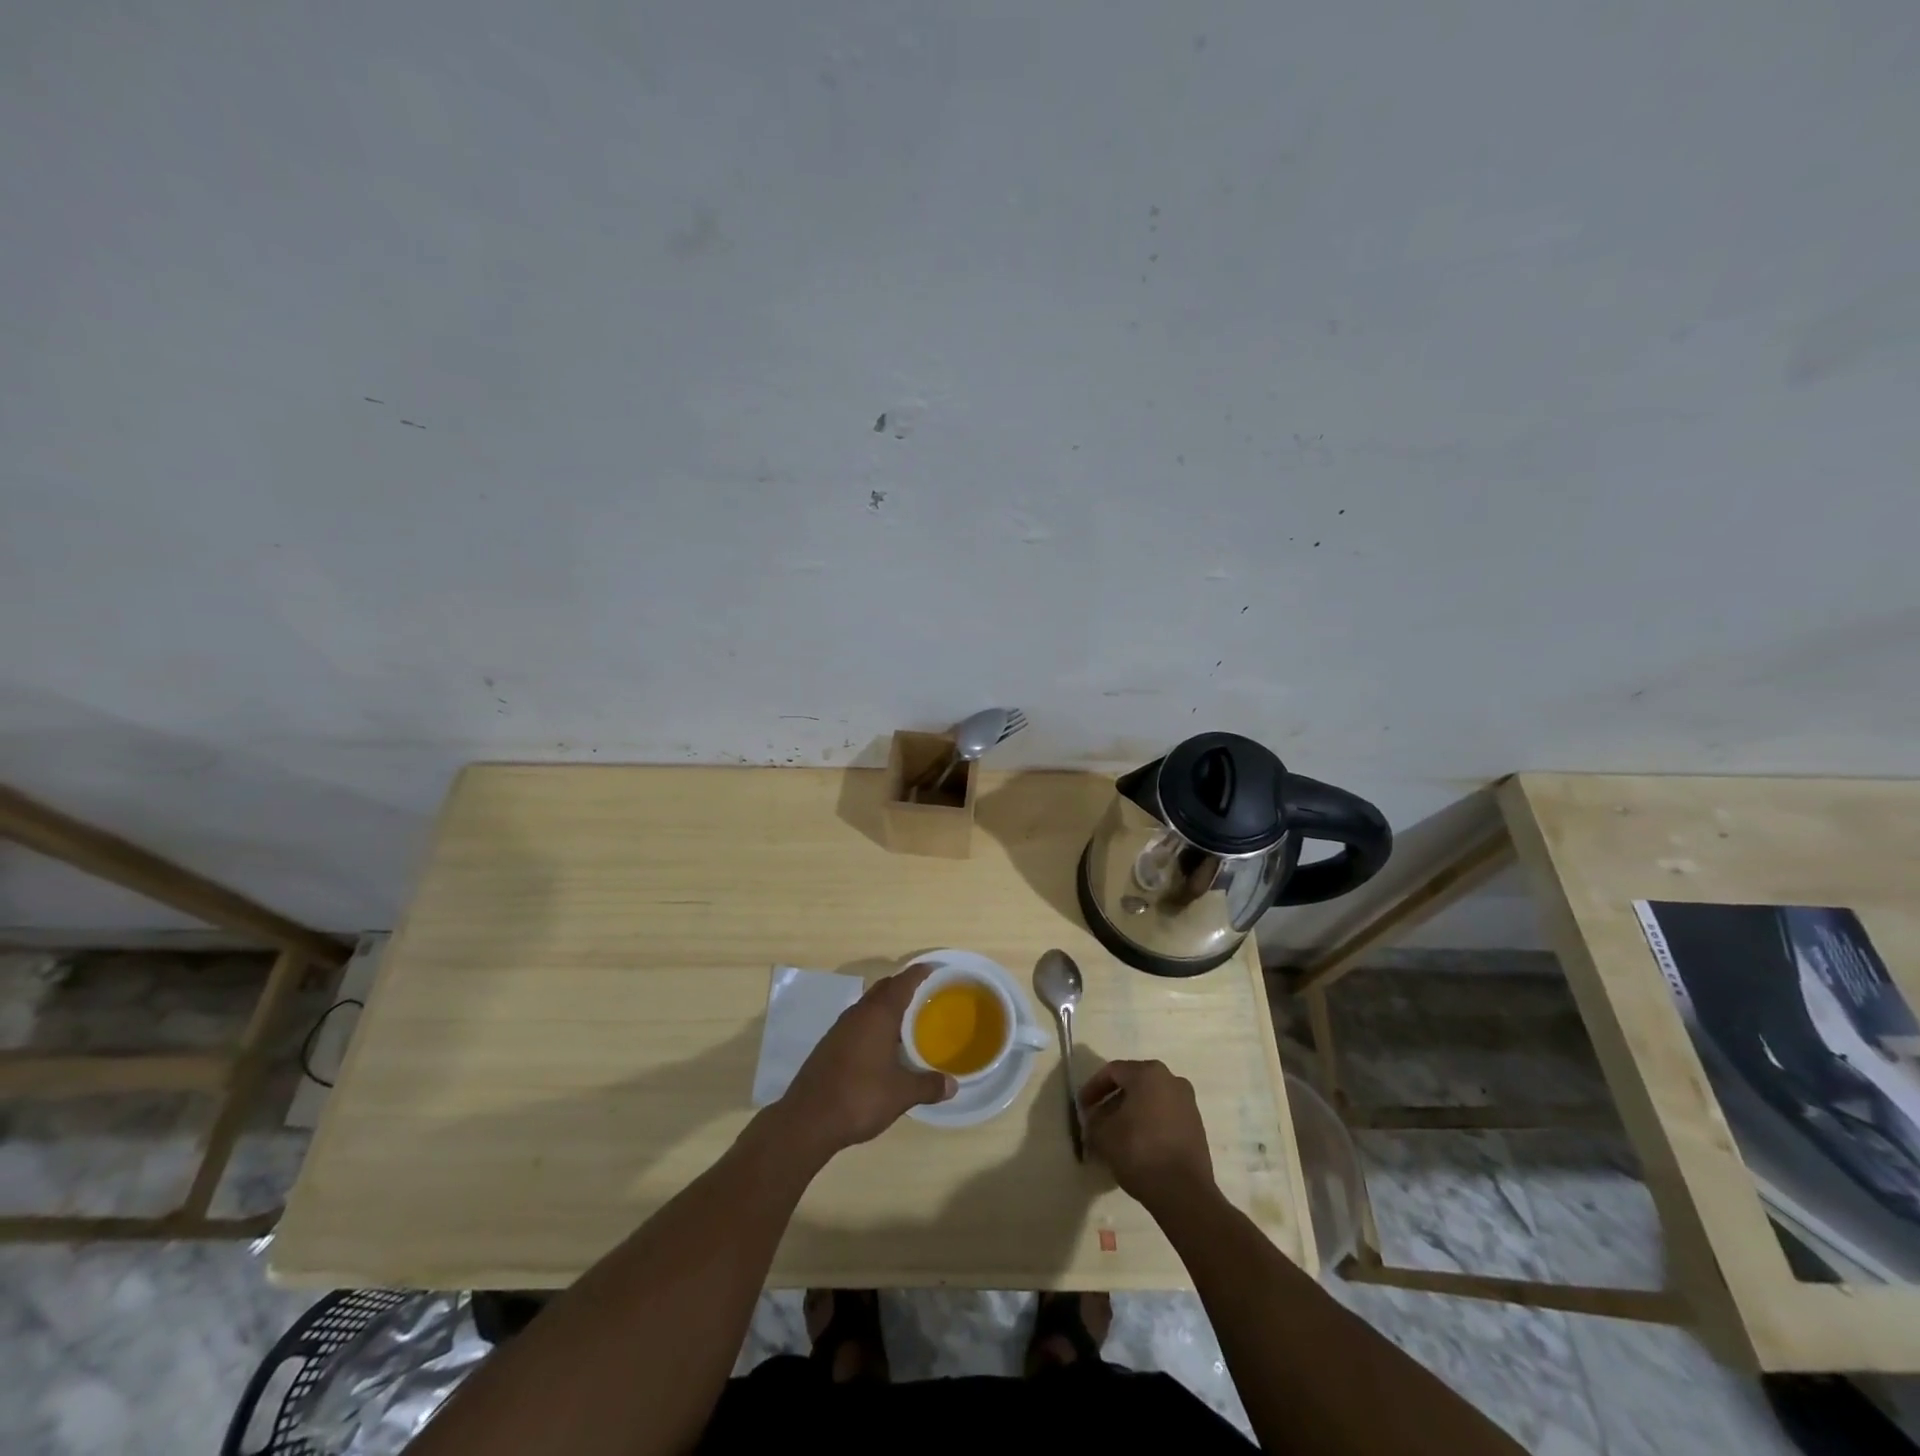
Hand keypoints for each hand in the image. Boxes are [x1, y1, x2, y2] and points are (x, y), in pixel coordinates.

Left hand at [776, 964, 954, 1155]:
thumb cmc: (860, 1097)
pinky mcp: (829, 1044)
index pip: (903, 982)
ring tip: (907, 1021)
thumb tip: (953, 1085)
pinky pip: (858, 1022)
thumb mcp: (901, 1094)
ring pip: (869, 1005)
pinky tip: (881, 1046)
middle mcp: (858, 1013)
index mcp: (879, 1015)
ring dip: (887, 1007)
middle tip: (926, 995)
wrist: (807, 1120)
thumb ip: (928, 1086)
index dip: (919, 973)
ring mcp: (840, 1028)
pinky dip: (873, 1024)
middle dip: (904, 987)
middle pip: (884, 988)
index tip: (934, 969)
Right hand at [1079, 1059, 1214, 1210]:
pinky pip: (1165, 1116)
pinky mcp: (1196, 1126)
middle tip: (1097, 1119)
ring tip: (1115, 1135)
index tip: (1082, 1107)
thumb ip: (1093, 1119)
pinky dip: (1148, 1124)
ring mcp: (1188, 1103)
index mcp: (1148, 1073)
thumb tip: (1094, 1118)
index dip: (1093, 1088)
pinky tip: (1137, 1145)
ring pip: (1150, 1100)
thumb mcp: (1103, 1134)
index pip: (1113, 1071)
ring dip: (1131, 1113)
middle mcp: (1171, 1080)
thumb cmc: (1139, 1151)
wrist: (1184, 1192)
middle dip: (1112, 1101)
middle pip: (1134, 1083)